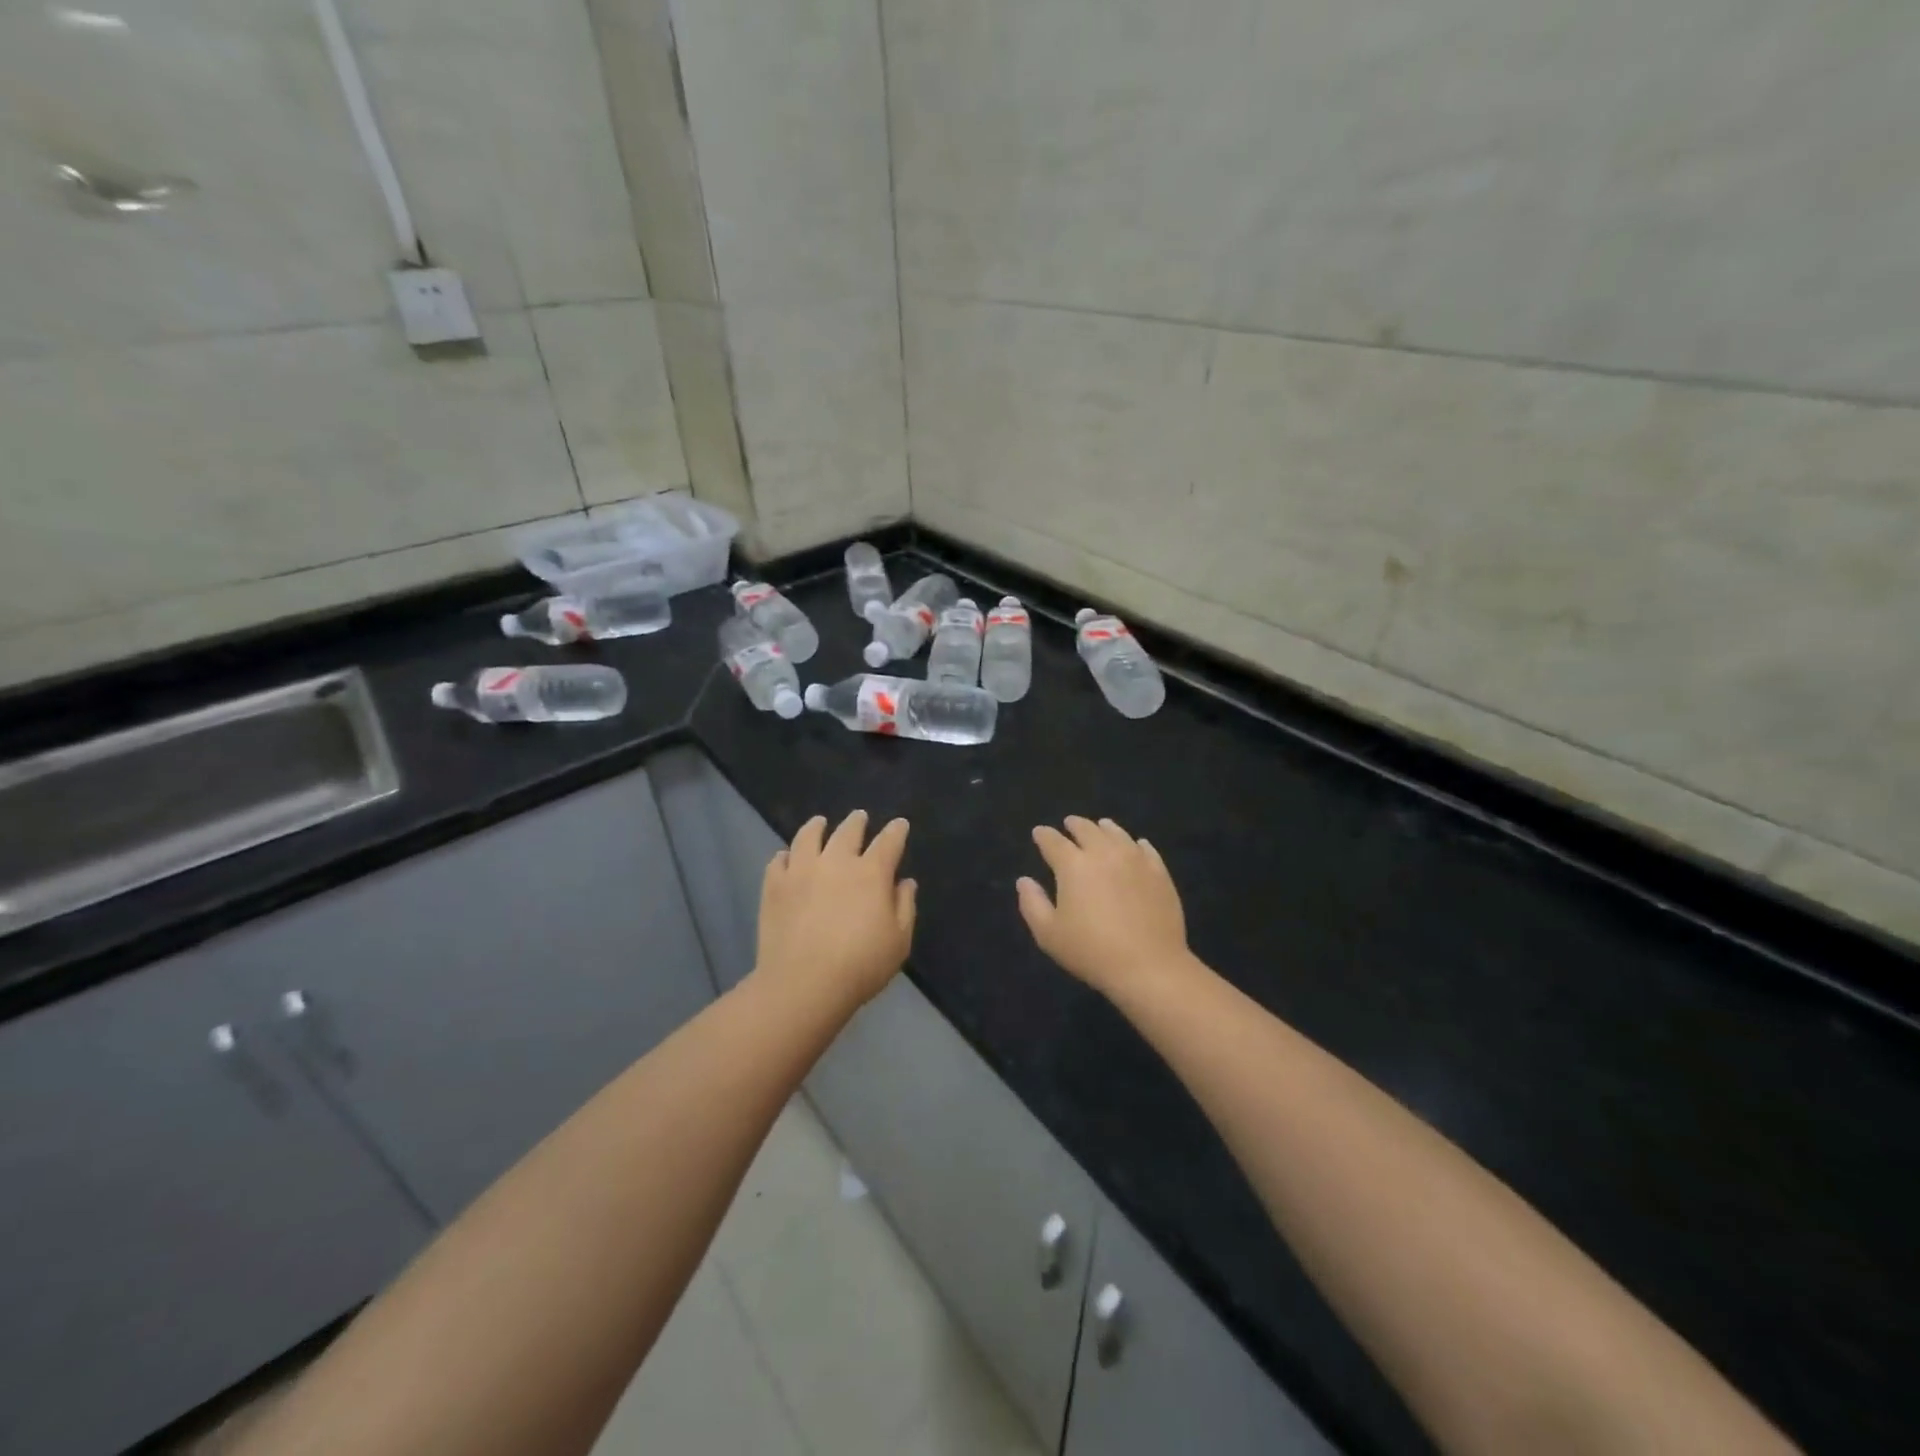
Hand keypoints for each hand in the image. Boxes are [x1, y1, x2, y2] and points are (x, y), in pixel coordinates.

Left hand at [756, 810, 915, 1009]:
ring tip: (819, 823)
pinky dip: (785, 855)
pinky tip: (786, 857)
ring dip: (817, 827)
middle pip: (848, 831)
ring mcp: (801, 871)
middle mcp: (836, 862)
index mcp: (871, 873)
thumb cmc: (860, 965)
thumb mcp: (899, 941)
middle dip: (857, 822)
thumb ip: (905, 907)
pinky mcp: (774, 886)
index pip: (888, 842)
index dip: (896, 831)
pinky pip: (778, 861)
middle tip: (860, 817)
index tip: (899, 824)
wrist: (803, 984)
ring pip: (809, 836)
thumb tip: (904, 882)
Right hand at [1018, 816, 1194, 997]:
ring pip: (1117, 833)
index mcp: (1073, 865)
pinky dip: (1136, 843)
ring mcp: (1135, 860)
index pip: (1053, 842)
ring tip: (1101, 826)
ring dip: (1104, 828)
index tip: (1039, 833)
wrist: (1148, 966)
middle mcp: (1104, 853)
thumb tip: (1024, 880)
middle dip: (1074, 825)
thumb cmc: (1091, 951)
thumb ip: (1032, 904)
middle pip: (1087, 829)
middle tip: (1069, 824)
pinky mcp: (1159, 873)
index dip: (1043, 835)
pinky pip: (1146, 849)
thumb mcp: (1049, 934)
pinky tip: (1137, 845)